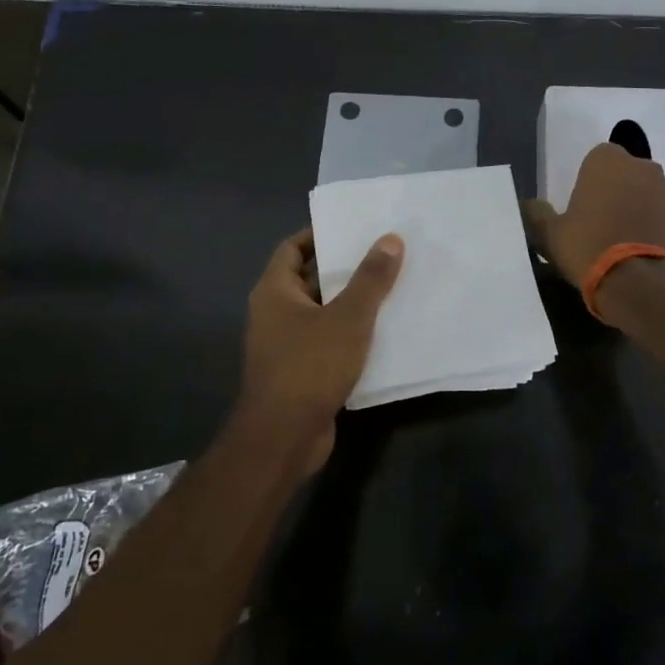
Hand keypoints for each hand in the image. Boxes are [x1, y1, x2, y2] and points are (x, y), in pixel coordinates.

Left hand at [235, 228, 404, 474]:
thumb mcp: (348, 317)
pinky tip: (383, 331)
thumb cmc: (310, 366)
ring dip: (350, 302)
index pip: (292, 248)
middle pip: (309, 279)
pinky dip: (349, 333)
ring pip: (321, 312)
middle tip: (382, 254)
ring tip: (390, 287)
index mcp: (274, 291)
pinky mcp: (300, 372)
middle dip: (343, 268)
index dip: (318, 234)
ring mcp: (285, 345)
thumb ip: (370, 278)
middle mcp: (274, 314)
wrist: (284, 437)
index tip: (352, 227)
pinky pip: (327, 341)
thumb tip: (390, 239)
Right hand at [525, 142, 664, 288]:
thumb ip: (537, 214)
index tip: (585, 207)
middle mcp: (646, 169)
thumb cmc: (589, 250)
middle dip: (622, 194)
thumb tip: (529, 205)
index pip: (599, 158)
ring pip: (656, 198)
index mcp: (609, 163)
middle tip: (606, 227)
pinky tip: (653, 260)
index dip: (592, 182)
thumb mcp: (550, 235)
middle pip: (631, 176)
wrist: (642, 287)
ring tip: (631, 247)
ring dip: (645, 214)